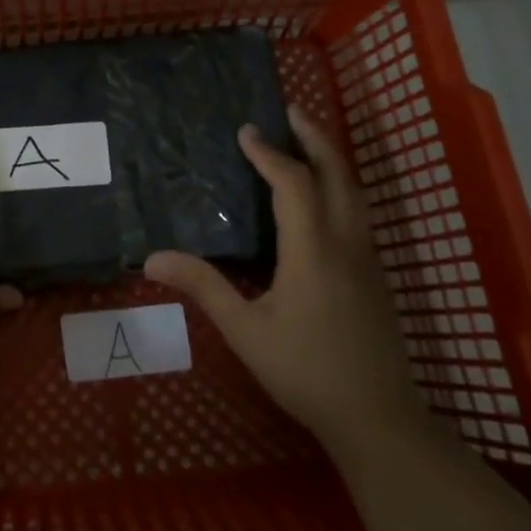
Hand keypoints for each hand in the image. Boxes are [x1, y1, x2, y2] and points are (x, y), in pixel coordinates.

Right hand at [146, 106, 424, 458]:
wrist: (378, 418)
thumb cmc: (305, 371)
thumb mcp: (245, 331)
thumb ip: (203, 287)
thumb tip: (152, 257)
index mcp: (313, 250)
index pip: (293, 183)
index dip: (268, 153)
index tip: (245, 130)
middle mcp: (346, 243)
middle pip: (337, 174)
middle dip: (314, 138)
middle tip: (290, 111)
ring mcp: (367, 258)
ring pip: (355, 192)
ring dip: (331, 158)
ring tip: (306, 140)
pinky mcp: (376, 274)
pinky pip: (358, 212)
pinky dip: (340, 185)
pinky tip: (323, 196)